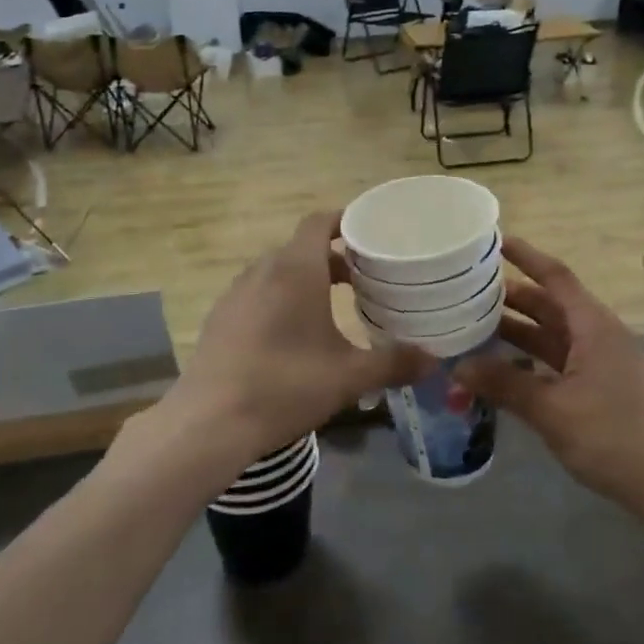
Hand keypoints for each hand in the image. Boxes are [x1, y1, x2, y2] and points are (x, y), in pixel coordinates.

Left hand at [161, 213, 432, 483]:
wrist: (209, 423)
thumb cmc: (285, 386)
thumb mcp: (348, 377)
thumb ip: (393, 363)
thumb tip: (434, 360)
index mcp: (295, 270)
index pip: (318, 222)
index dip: (345, 220)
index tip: (371, 233)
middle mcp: (262, 271)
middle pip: (301, 248)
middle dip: (334, 257)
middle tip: (366, 277)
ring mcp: (236, 294)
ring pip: (278, 272)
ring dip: (306, 279)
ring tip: (335, 305)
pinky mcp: (221, 319)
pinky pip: (258, 294)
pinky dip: (281, 299)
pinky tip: (295, 335)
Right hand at [453, 236, 643, 519]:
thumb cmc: (613, 437)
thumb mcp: (552, 410)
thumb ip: (504, 385)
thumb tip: (457, 368)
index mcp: (593, 326)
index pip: (555, 277)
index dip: (526, 255)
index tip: (494, 239)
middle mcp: (597, 335)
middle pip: (549, 304)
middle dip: (510, 296)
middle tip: (466, 290)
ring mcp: (599, 361)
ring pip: (551, 334)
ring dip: (516, 329)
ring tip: (472, 323)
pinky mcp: (597, 385)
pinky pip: (556, 359)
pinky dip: (528, 358)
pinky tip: (499, 366)